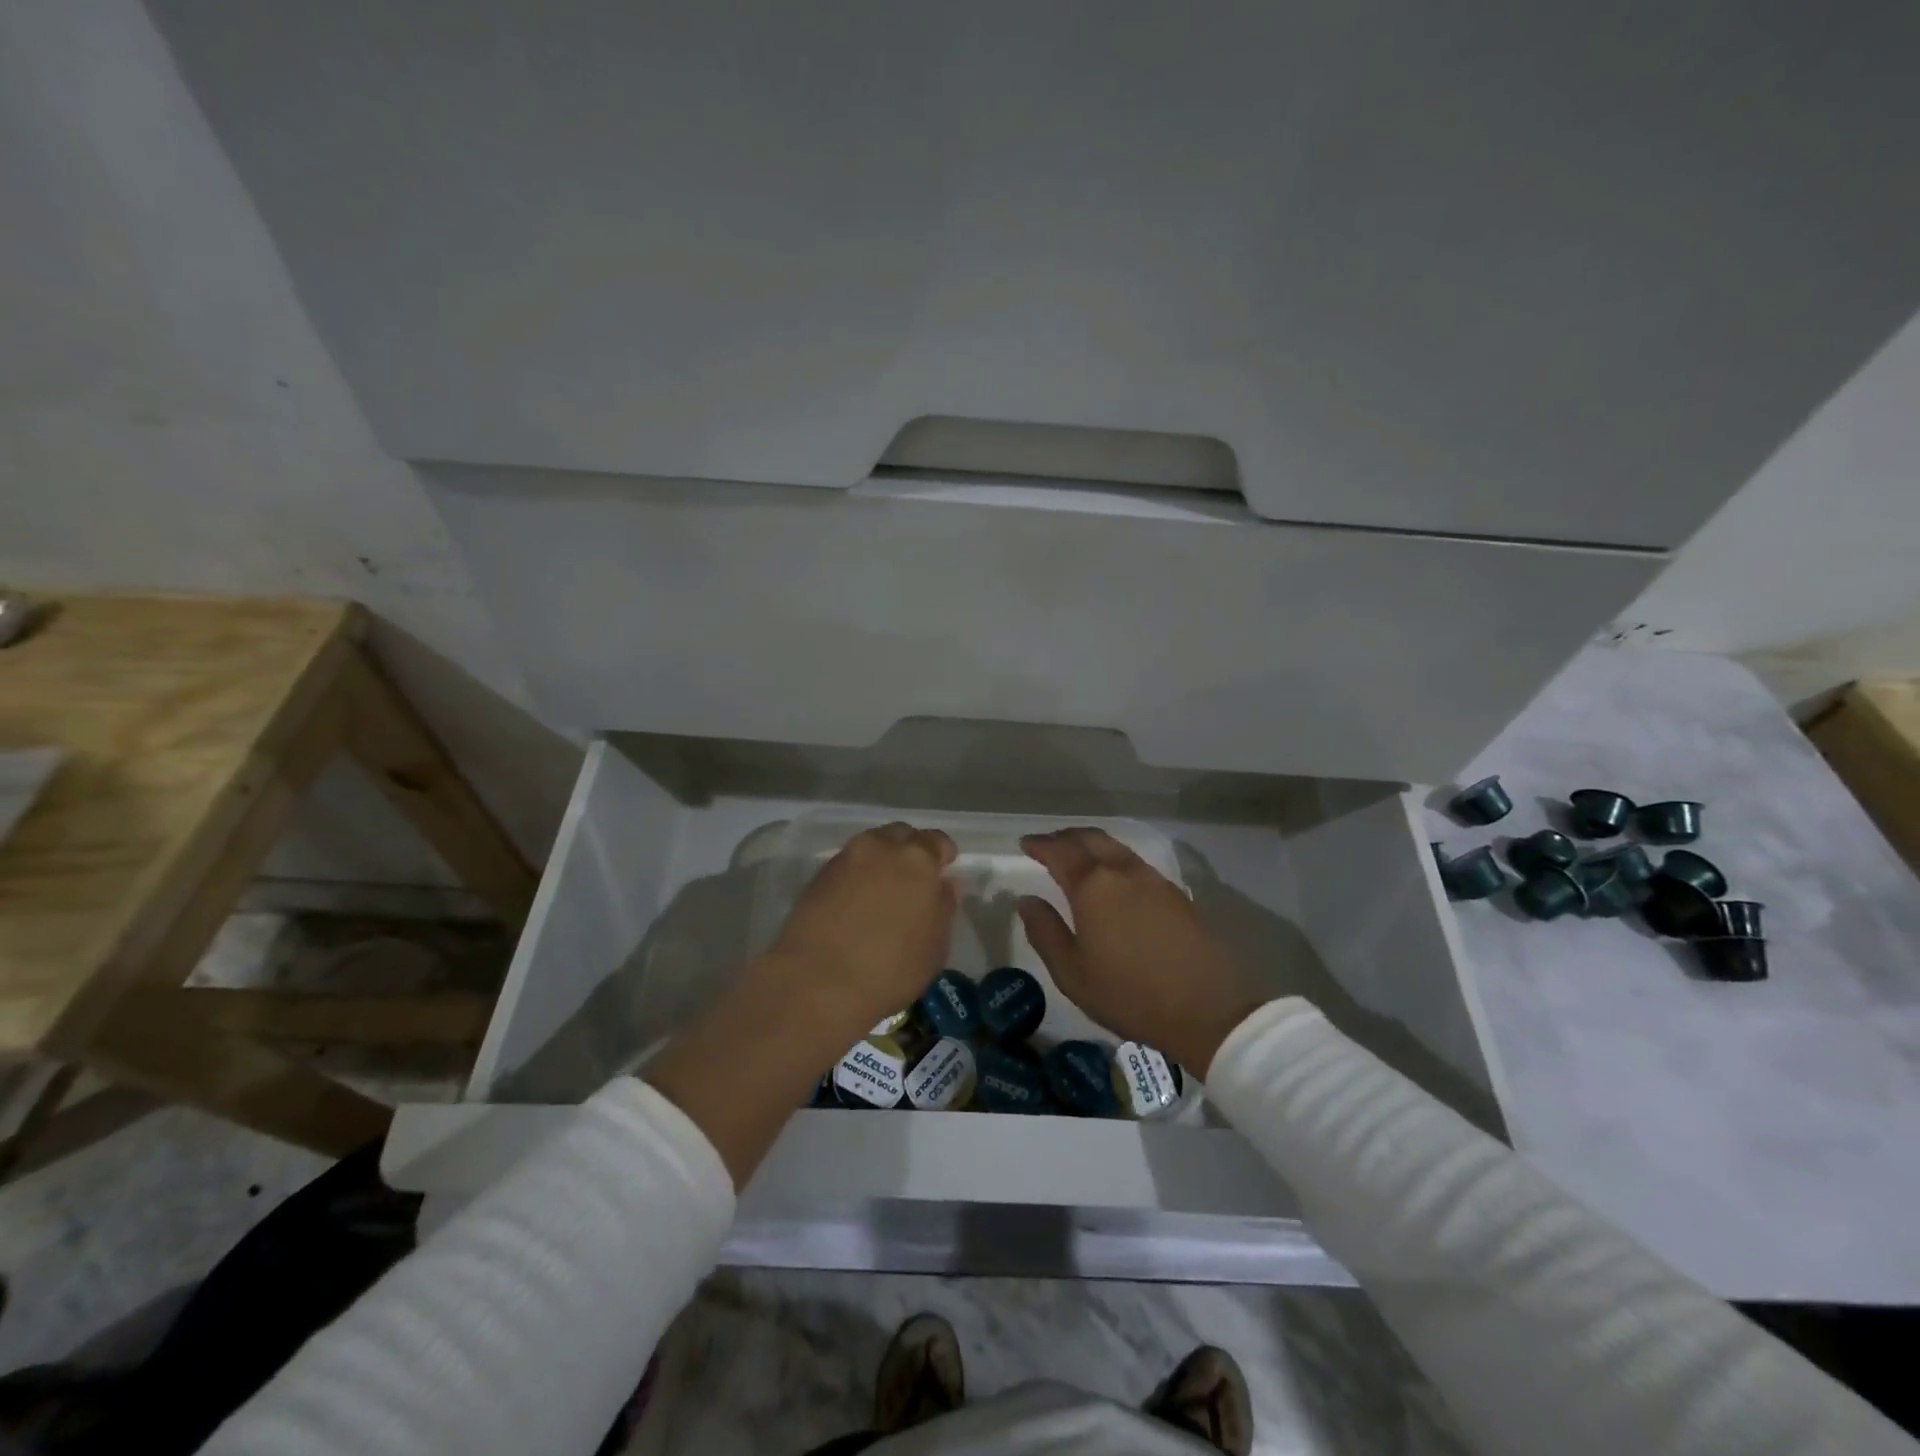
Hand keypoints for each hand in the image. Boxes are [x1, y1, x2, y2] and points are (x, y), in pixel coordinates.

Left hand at [769, 822, 958, 1033]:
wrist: (817, 982)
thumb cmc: (890, 969)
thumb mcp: (935, 947)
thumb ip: (943, 907)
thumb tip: (943, 884)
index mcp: (918, 859)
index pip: (937, 840)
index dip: (943, 854)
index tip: (943, 870)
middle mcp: (881, 847)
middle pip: (901, 835)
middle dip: (909, 850)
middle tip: (912, 879)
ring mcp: (846, 858)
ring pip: (871, 846)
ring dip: (880, 860)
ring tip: (881, 890)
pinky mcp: (818, 875)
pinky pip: (847, 865)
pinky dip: (856, 875)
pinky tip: (855, 901)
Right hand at [1018, 829, 1263, 1077]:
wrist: (1207, 1009)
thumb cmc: (1129, 994)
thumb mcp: (1072, 972)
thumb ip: (1045, 931)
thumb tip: (1027, 900)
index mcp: (1093, 886)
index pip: (1060, 851)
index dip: (1040, 845)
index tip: (1025, 843)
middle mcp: (1123, 872)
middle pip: (1091, 838)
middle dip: (1066, 837)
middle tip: (1050, 844)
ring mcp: (1154, 880)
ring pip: (1116, 848)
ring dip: (1093, 845)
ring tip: (1079, 856)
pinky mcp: (1176, 894)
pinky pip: (1136, 863)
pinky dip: (1115, 859)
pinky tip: (1114, 879)